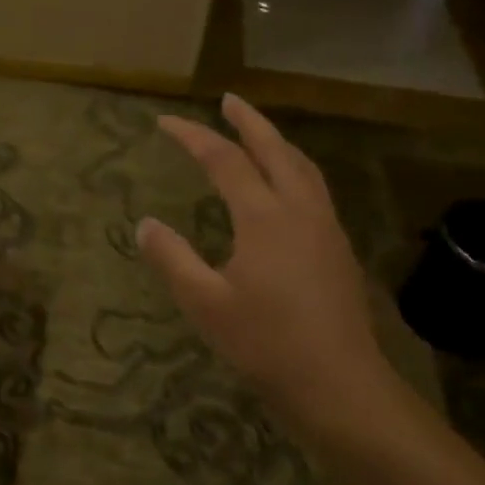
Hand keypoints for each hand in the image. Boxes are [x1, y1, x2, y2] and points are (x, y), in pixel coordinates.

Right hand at [138, 94, 392, 428]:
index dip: (193, 136)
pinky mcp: (338, 249)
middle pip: (275, 149)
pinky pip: (314, 189)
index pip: (224, 160)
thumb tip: (145, 224)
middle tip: (228, 100)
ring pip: (302, 167)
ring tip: (257, 133)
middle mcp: (300, 210)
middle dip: (249, 121)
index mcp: (264, 217)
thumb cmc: (266, 344)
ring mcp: (326, 228)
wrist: (339, 384)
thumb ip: (172, 259)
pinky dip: (294, 169)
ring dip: (277, 142)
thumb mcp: (205, 304)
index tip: (165, 122)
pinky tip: (285, 188)